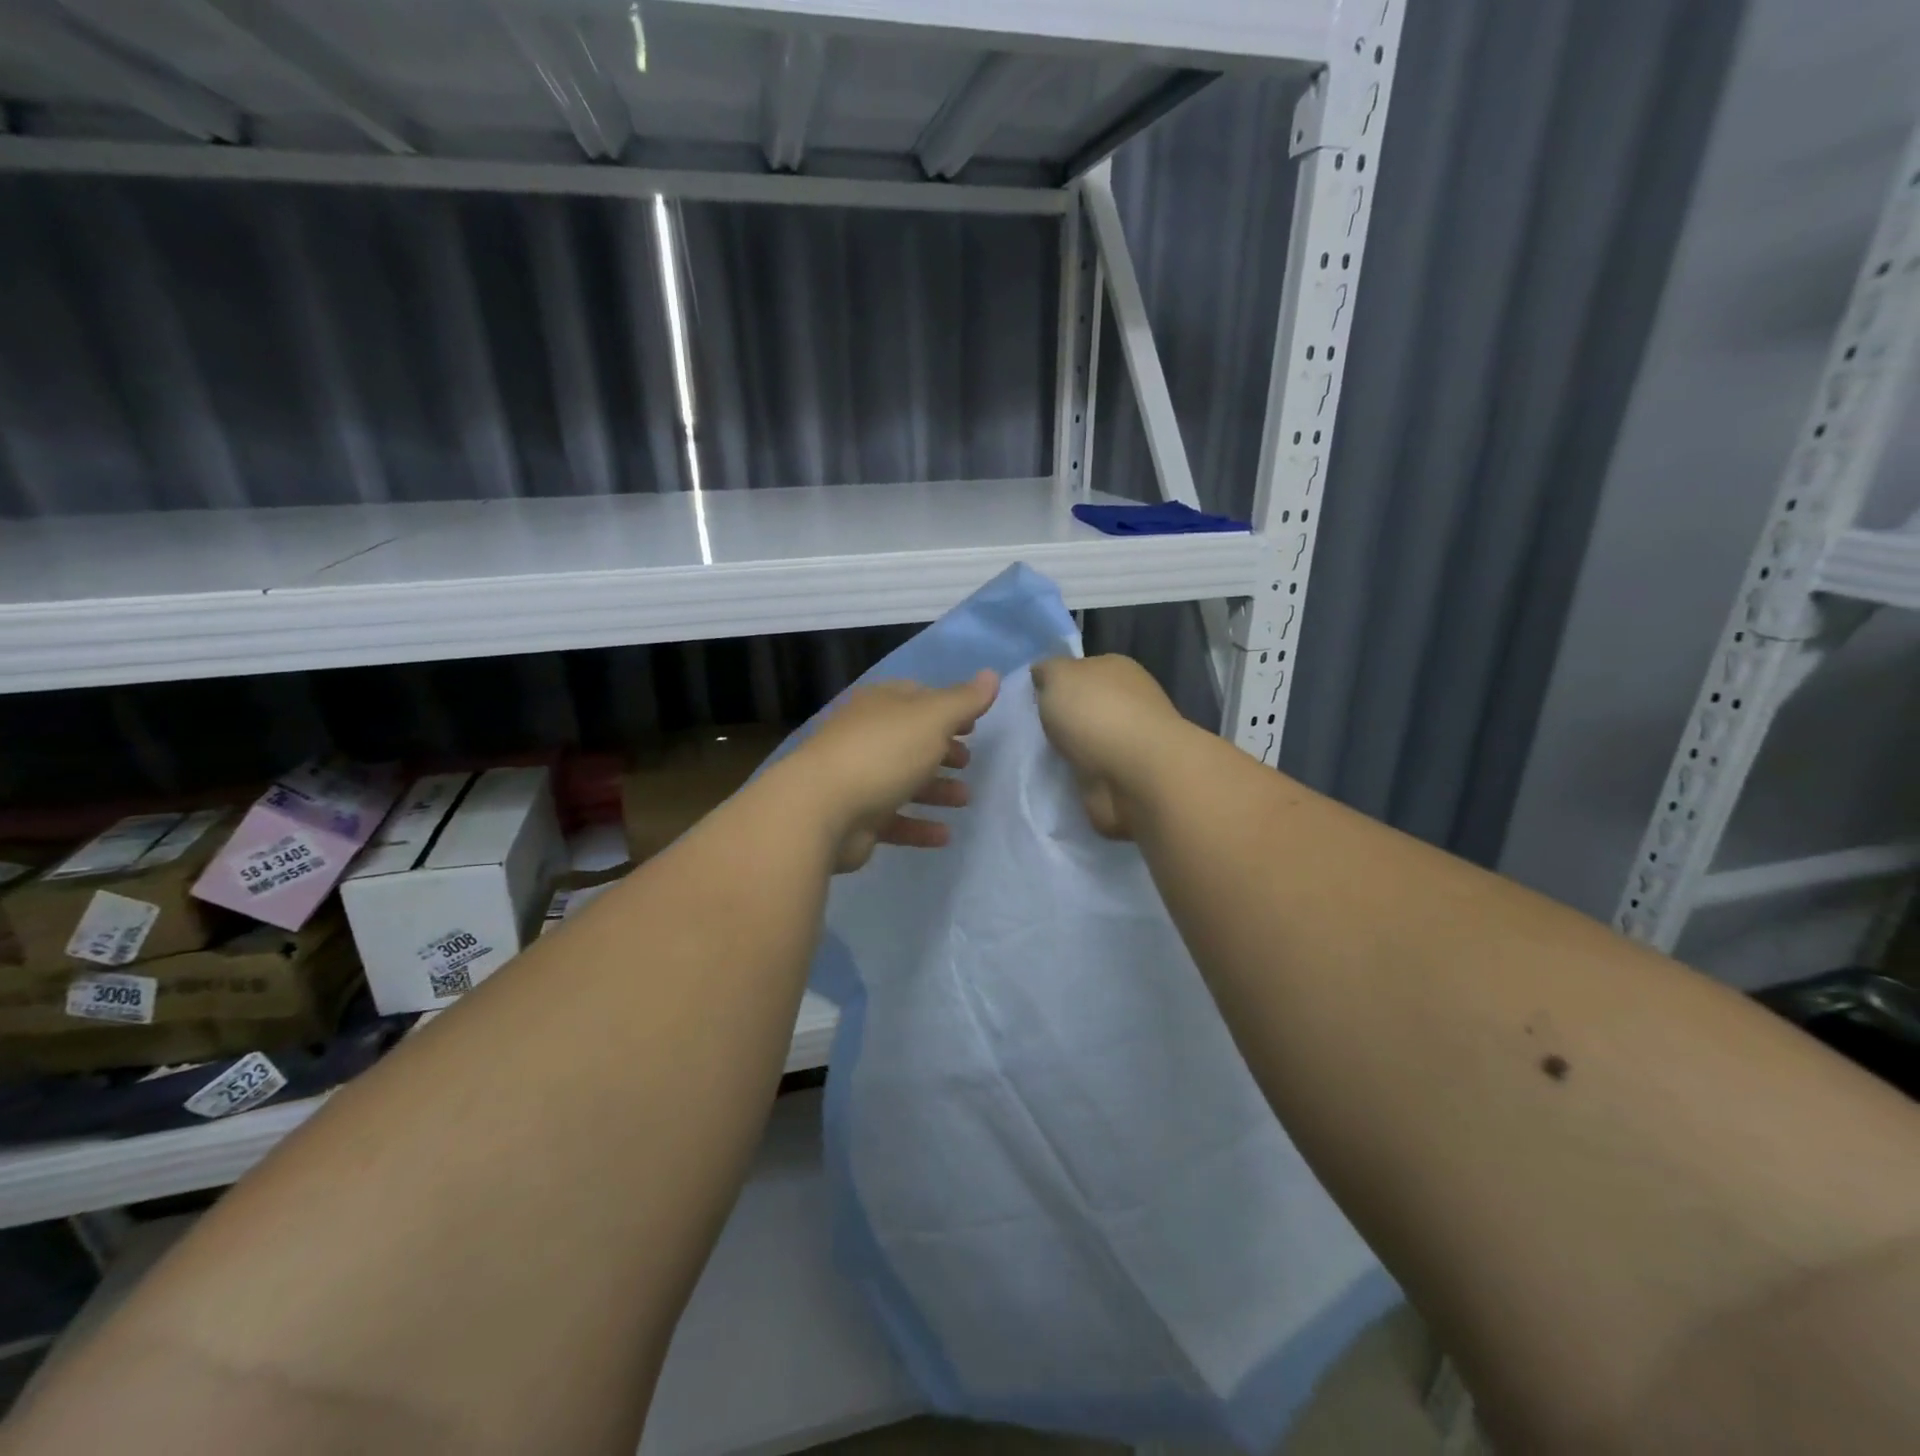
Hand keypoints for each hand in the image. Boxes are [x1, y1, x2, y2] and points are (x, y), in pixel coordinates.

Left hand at [779, 670, 998, 872]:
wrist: (819, 810)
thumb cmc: (882, 753)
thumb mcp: (932, 719)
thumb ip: (964, 700)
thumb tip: (991, 674)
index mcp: (881, 705)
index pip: (917, 697)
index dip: (948, 708)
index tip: (974, 725)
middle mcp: (866, 737)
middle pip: (910, 740)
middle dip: (942, 750)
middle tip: (969, 762)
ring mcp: (858, 778)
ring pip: (903, 780)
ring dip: (935, 789)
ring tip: (965, 799)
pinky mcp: (855, 818)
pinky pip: (894, 820)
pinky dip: (919, 826)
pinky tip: (945, 835)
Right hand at [1030, 655, 1190, 839]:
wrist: (1136, 776)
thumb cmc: (1097, 714)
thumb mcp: (1059, 676)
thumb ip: (1048, 671)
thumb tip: (1043, 674)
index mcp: (1116, 669)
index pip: (1080, 670)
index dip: (1055, 683)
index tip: (1032, 700)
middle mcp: (1126, 701)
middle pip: (1083, 707)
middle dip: (1060, 719)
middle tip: (1030, 731)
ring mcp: (1128, 741)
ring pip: (1085, 741)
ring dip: (1067, 750)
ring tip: (1038, 758)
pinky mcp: (1125, 777)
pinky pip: (1090, 772)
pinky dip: (1076, 776)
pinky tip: (1057, 778)